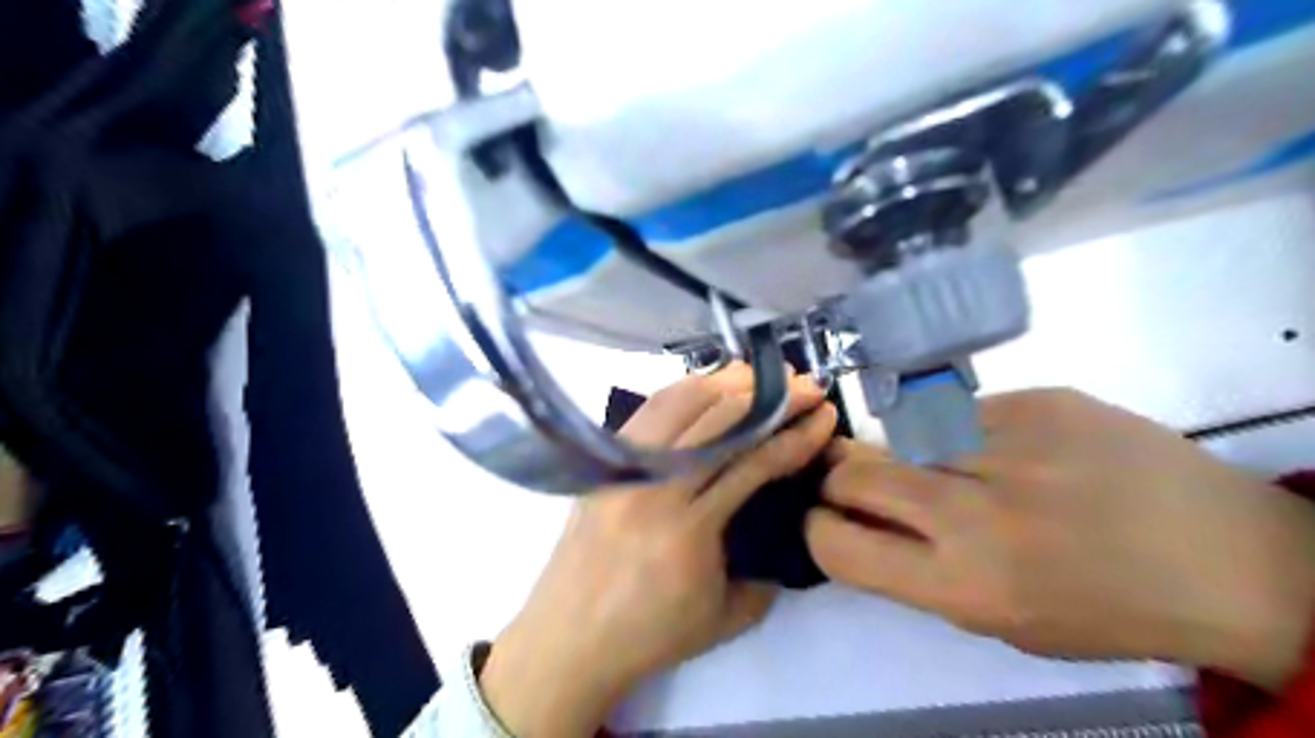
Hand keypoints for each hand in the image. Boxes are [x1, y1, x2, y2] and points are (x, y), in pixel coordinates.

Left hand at [480, 363, 828, 736]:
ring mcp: (624, 468)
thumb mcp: (727, 617)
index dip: (795, 436)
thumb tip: (785, 520)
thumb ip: (767, 570)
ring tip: (760, 375)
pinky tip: (707, 387)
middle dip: (770, 397)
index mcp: (689, 530)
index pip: (753, 463)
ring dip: (725, 382)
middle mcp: (655, 487)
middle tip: (803, 386)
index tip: (824, 416)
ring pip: (679, 404)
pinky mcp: (604, 463)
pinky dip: (683, 391)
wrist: (569, 638)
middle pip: (719, 421)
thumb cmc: (650, 635)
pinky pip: (647, 412)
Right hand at [807, 388, 1314, 689]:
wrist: (1230, 559)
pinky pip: (960, 414)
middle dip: (843, 478)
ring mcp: (1008, 444)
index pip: (838, 544)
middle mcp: (974, 511)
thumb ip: (917, 569)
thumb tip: (858, 520)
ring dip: (905, 454)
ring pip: (901, 435)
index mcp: (963, 583)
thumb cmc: (1104, 608)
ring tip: (948, 467)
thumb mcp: (998, 620)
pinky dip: (961, 433)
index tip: (830, 519)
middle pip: (854, 472)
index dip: (819, 528)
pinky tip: (1007, 450)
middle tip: (864, 482)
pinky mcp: (1038, 400)